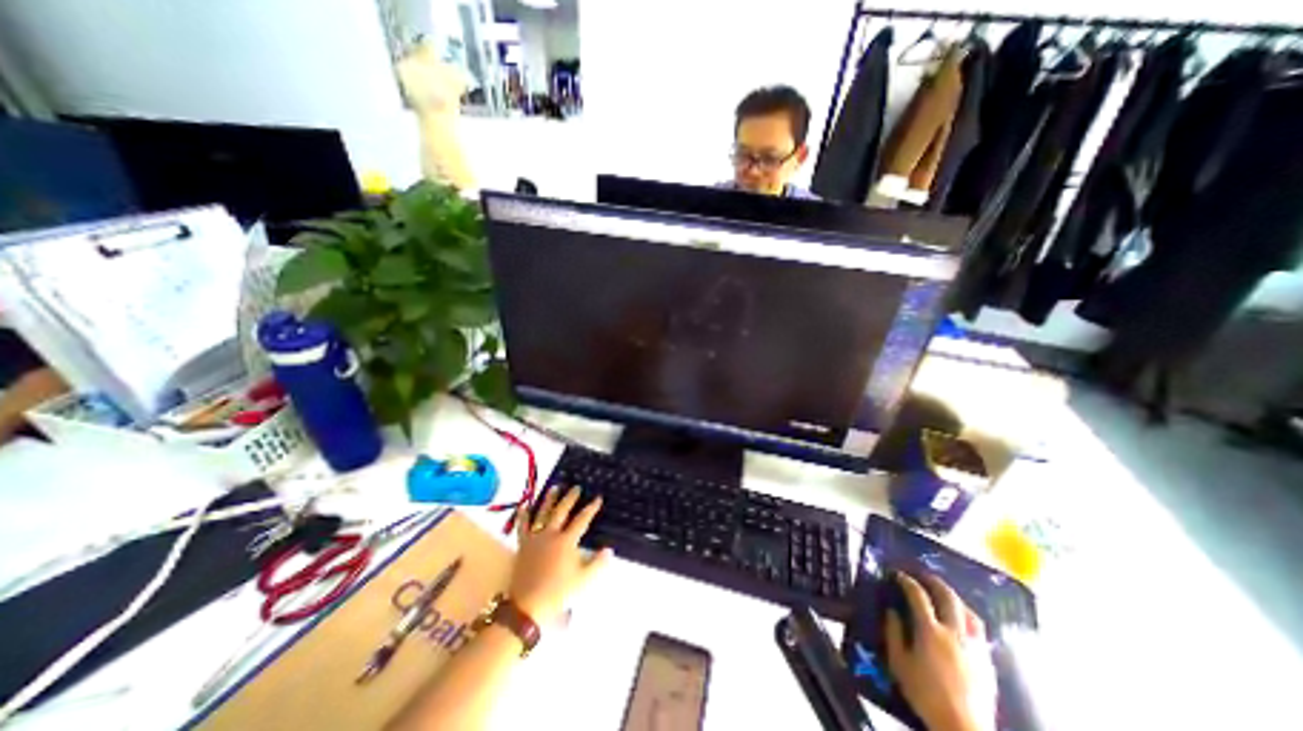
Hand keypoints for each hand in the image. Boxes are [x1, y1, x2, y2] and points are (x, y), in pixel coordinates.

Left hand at [505, 489, 612, 625]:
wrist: (527, 606)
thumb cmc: (558, 593)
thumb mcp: (583, 580)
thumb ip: (597, 564)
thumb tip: (609, 550)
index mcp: (566, 541)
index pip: (582, 520)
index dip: (591, 508)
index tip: (598, 498)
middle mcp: (551, 534)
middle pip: (562, 511)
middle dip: (570, 498)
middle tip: (576, 487)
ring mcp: (535, 538)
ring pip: (543, 513)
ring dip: (550, 499)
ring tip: (555, 487)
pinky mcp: (523, 545)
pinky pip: (522, 526)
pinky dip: (523, 514)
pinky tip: (524, 505)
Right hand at [885, 571, 1001, 729]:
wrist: (964, 729)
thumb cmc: (926, 695)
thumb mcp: (899, 664)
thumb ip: (893, 633)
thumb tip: (892, 612)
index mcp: (930, 631)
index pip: (918, 595)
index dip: (907, 581)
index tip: (899, 576)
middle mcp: (955, 632)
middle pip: (947, 596)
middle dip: (934, 582)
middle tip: (923, 576)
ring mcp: (974, 646)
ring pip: (968, 611)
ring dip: (954, 598)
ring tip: (945, 595)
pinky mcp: (987, 661)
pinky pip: (979, 630)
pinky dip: (968, 617)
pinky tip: (963, 622)